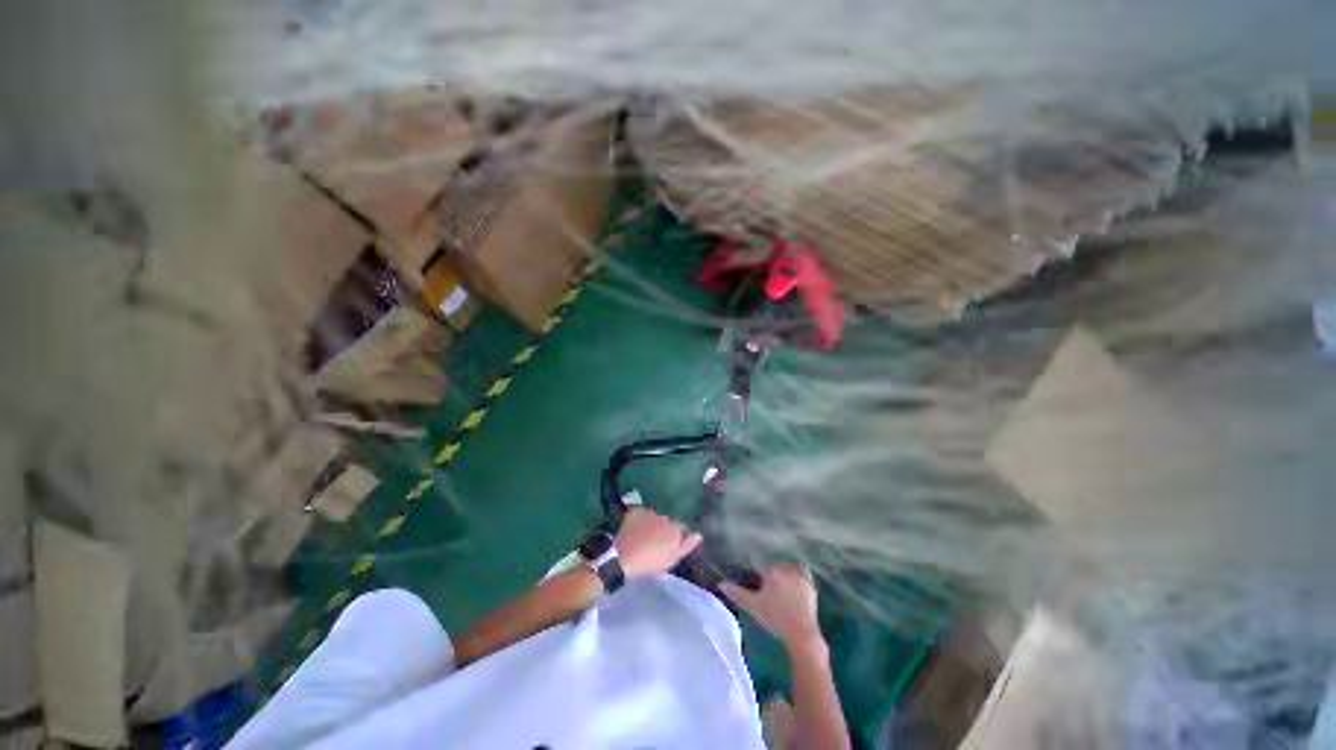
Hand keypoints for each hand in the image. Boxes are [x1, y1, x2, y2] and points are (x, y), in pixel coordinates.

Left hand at [614, 508, 702, 577]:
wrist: (625, 557)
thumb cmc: (652, 561)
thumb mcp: (673, 558)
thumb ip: (687, 545)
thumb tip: (699, 535)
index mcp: (675, 527)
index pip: (681, 528)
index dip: (677, 536)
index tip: (670, 546)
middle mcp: (664, 516)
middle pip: (667, 521)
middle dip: (663, 529)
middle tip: (656, 542)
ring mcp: (649, 512)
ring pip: (653, 517)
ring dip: (652, 523)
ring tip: (644, 536)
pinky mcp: (635, 511)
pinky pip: (640, 514)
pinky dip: (639, 519)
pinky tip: (635, 529)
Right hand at [720, 564, 823, 649]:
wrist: (802, 634)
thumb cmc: (775, 619)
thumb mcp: (753, 607)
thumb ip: (737, 593)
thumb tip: (720, 584)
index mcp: (771, 571)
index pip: (758, 565)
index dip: (753, 572)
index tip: (751, 579)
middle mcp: (785, 569)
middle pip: (772, 564)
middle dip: (768, 571)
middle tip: (764, 584)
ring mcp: (799, 575)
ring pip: (786, 566)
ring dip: (782, 570)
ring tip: (778, 582)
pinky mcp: (810, 584)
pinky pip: (802, 571)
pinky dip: (797, 572)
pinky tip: (794, 580)